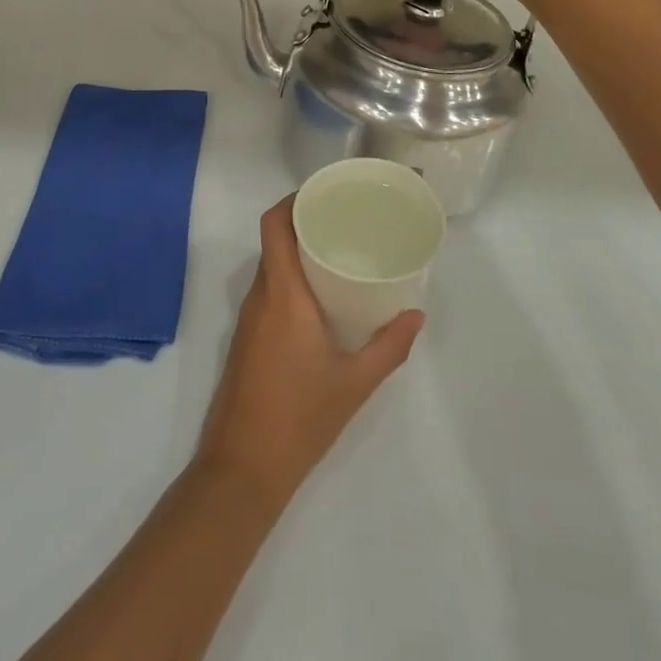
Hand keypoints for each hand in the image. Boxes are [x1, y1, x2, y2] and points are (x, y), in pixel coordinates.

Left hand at [196, 198, 422, 508]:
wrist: (243, 467)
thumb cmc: (300, 418)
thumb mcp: (355, 383)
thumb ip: (389, 346)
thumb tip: (417, 315)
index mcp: (282, 295)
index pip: (274, 226)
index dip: (293, 200)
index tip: (325, 193)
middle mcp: (260, 297)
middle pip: (273, 241)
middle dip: (303, 222)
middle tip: (344, 219)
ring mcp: (248, 318)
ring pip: (270, 266)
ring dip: (297, 251)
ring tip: (338, 250)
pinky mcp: (246, 338)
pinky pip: (268, 290)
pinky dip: (290, 278)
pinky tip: (320, 295)